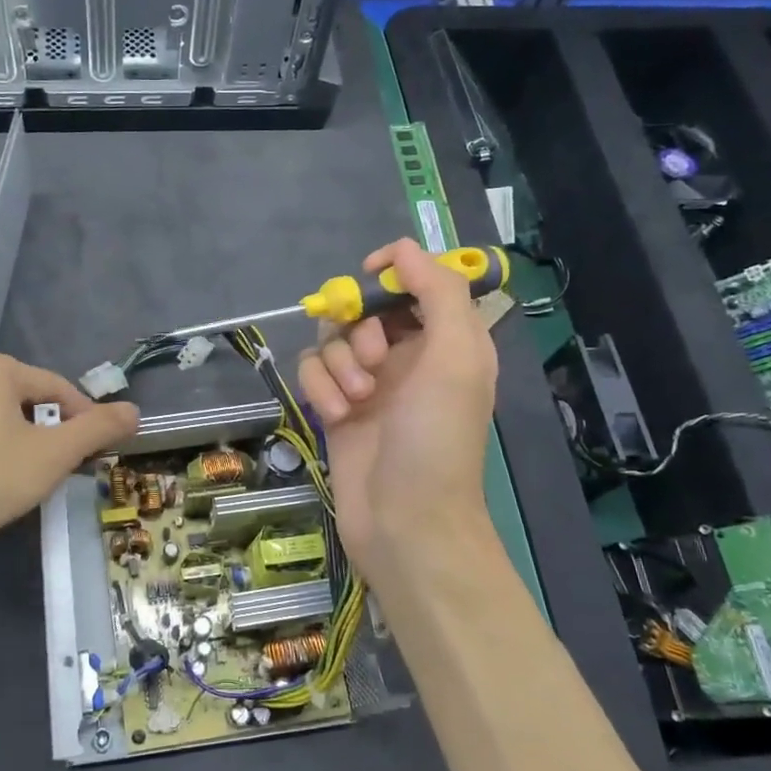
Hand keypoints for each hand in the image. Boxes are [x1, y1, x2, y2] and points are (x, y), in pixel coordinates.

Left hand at [0, 353, 138, 558]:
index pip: (59, 388)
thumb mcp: (53, 454)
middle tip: (66, 474)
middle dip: (54, 438)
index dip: (87, 421)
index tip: (99, 456)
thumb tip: (135, 410)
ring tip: (31, 487)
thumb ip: (98, 429)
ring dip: (26, 453)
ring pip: (2, 427)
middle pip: (29, 405)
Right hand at [297, 239, 498, 587]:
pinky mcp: (337, 407)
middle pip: (364, 307)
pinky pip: (313, 372)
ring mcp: (369, 383)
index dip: (393, 270)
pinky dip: (319, 387)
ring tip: (355, 399)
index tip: (368, 275)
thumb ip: (439, 293)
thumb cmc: (437, 439)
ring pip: (332, 339)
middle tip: (373, 361)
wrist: (406, 521)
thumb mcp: (457, 358)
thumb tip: (404, 249)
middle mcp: (408, 355)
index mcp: (447, 340)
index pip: (417, 281)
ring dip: (337, 363)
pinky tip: (335, 415)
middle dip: (359, 328)